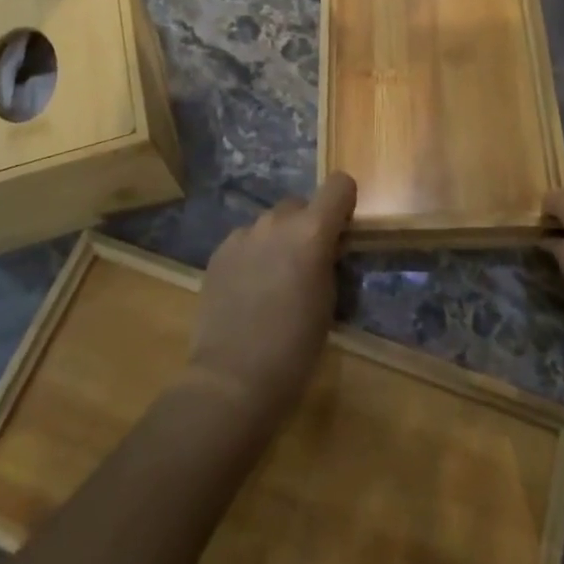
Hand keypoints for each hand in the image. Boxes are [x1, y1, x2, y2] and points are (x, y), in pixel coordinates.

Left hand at [185, 172, 357, 427]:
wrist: (232, 379)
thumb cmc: (295, 347)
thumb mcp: (328, 301)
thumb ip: (328, 261)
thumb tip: (326, 248)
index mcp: (311, 231)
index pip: (339, 185)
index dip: (344, 203)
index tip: (342, 231)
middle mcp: (276, 222)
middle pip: (300, 205)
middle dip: (307, 226)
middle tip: (305, 265)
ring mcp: (243, 235)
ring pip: (269, 224)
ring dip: (277, 241)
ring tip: (272, 281)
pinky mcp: (218, 252)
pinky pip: (245, 241)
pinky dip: (252, 256)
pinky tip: (247, 291)